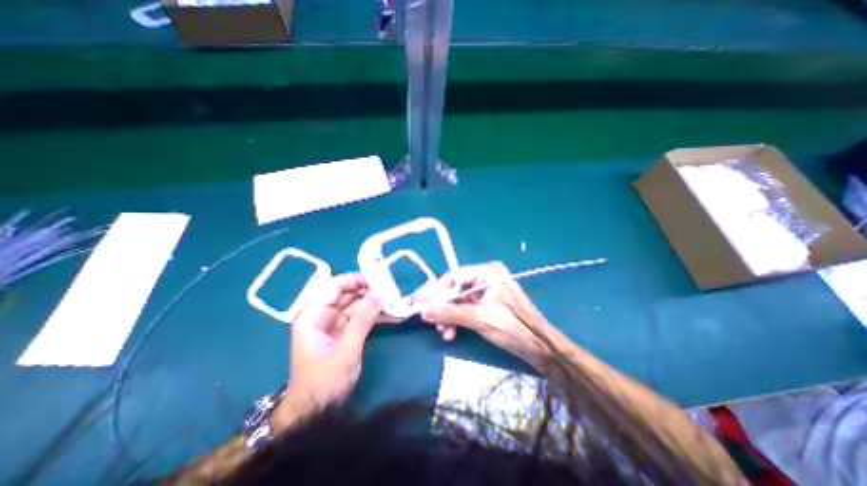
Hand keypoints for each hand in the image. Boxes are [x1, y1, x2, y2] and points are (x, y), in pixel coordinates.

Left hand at [275, 271, 382, 430]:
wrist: (316, 412)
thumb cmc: (324, 382)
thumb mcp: (345, 350)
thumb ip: (362, 321)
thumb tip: (379, 294)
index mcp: (312, 315)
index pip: (333, 286)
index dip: (354, 279)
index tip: (377, 278)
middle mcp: (322, 315)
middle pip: (347, 293)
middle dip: (369, 290)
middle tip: (392, 289)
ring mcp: (334, 323)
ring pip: (357, 304)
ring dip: (376, 303)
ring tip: (397, 300)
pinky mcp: (345, 331)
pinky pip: (361, 317)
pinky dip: (376, 315)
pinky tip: (393, 314)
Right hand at [418, 261, 547, 367]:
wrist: (539, 347)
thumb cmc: (513, 327)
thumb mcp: (479, 318)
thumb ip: (450, 313)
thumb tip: (424, 311)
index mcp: (488, 272)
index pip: (455, 277)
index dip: (436, 289)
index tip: (419, 300)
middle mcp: (486, 278)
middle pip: (456, 289)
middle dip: (442, 306)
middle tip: (427, 318)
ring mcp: (486, 291)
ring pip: (459, 300)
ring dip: (448, 315)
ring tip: (442, 331)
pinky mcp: (486, 303)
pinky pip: (465, 308)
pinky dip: (457, 319)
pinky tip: (450, 332)